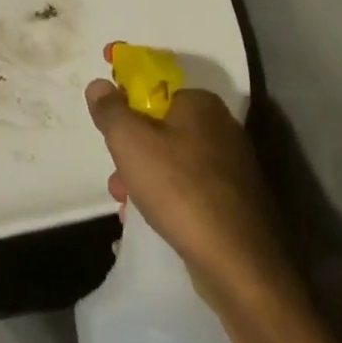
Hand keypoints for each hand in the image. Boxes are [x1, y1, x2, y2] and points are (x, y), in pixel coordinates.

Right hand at [86, 80, 302, 310]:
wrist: (241, 264)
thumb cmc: (180, 188)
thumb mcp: (130, 141)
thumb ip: (110, 109)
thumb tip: (100, 85)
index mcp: (200, 103)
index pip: (153, 78)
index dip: (124, 78)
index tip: (102, 81)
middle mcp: (221, 127)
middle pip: (159, 122)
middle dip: (129, 142)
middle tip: (113, 164)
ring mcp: (232, 167)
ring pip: (171, 157)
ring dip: (141, 172)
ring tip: (123, 198)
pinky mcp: (234, 202)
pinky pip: (187, 186)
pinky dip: (164, 194)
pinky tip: (147, 216)